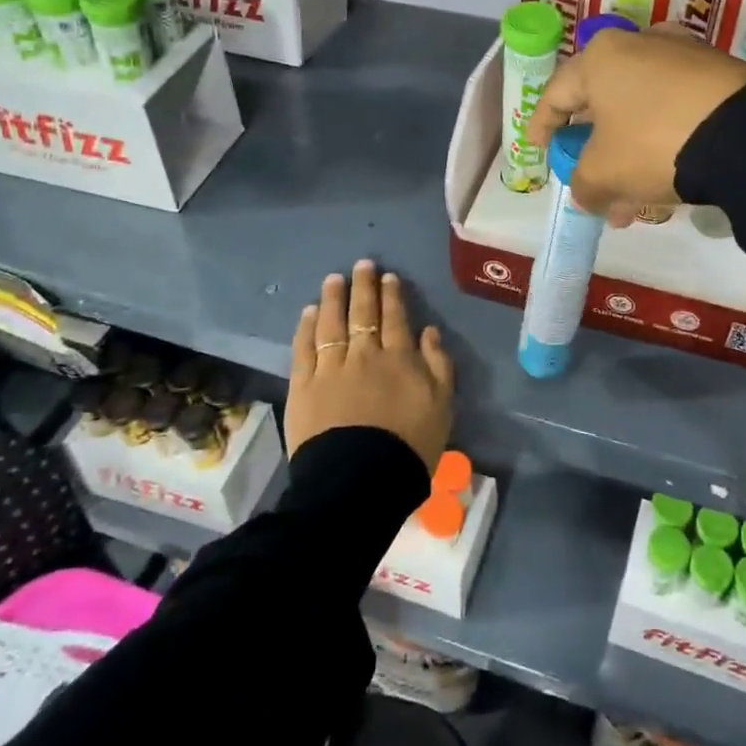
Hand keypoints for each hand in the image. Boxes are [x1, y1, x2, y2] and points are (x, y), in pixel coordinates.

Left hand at [287, 259, 453, 471]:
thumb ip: (438, 365)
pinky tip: (308, 313)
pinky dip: (307, 327)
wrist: (360, 480)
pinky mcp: (303, 386)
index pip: (396, 318)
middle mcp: (364, 354)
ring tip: (333, 279)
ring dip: (333, 298)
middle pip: (363, 313)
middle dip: (363, 286)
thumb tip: (429, 331)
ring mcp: (330, 368)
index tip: (388, 277)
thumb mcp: (442, 406)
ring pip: (331, 323)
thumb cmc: (409, 446)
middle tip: (362, 264)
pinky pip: (304, 348)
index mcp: (399, 358)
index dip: (392, 295)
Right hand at [526, 27, 745, 222]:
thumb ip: (584, 185)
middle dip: (595, 153)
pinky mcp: (718, 72)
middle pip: (603, 104)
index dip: (542, 126)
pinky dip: (662, 142)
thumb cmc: (653, 143)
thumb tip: (588, 194)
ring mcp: (683, 55)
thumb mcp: (604, 173)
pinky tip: (668, 179)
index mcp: (601, 58)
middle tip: (592, 186)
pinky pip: (674, 110)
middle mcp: (639, 44)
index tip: (539, 150)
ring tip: (632, 202)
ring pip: (641, 112)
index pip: (557, 94)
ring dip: (630, 156)